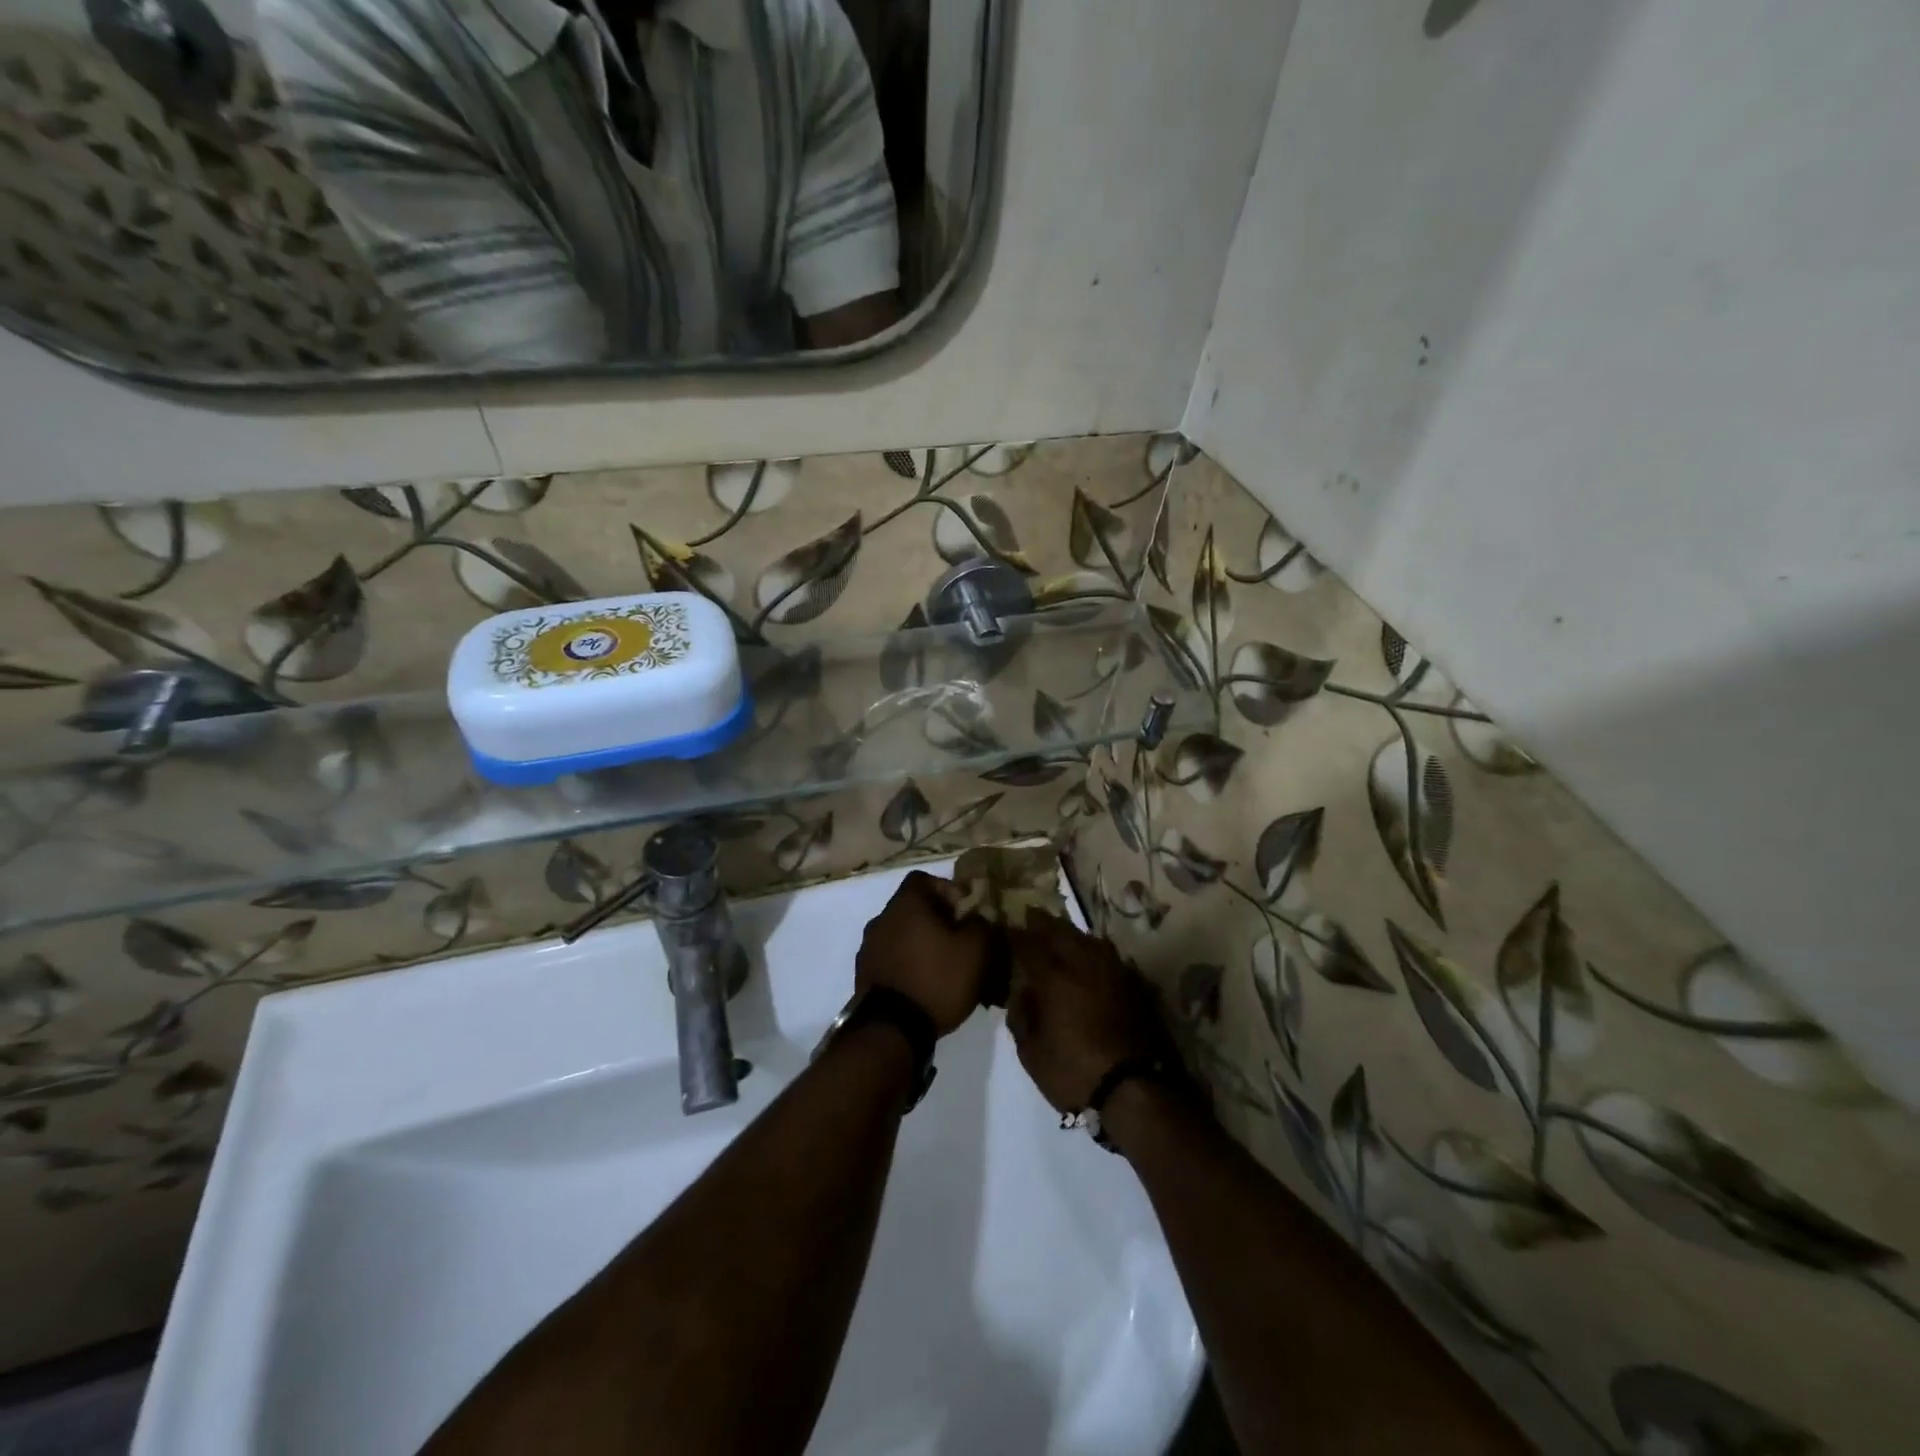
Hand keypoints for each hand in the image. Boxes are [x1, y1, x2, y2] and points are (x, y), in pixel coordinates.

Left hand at [855, 871, 993, 1036]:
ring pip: (901, 934)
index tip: (965, 912)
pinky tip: (925, 984)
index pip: (924, 879)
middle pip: (912, 908)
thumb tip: (976, 916)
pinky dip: (907, 964)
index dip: (947, 890)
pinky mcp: (864, 975)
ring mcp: (868, 947)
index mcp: (906, 904)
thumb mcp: (976, 950)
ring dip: (920, 943)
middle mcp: (881, 918)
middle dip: (937, 920)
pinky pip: (891, 958)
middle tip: (960, 941)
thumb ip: (981, 923)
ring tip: (944, 967)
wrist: (892, 1030)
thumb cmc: (937, 979)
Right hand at [1005, 915, 1168, 1113]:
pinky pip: (1111, 956)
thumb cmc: (1074, 1073)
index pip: (1030, 946)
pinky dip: (1097, 949)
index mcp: (1054, 979)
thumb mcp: (1031, 1054)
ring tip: (1062, 931)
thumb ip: (1021, 1018)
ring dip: (1072, 932)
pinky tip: (1094, 953)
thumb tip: (1022, 992)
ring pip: (1090, 940)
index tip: (1006, 928)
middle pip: (1062, 933)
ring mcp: (1112, 973)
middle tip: (1033, 915)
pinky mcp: (1133, 986)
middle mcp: (1083, 966)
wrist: (1134, 1089)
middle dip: (1045, 922)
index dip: (1016, 935)